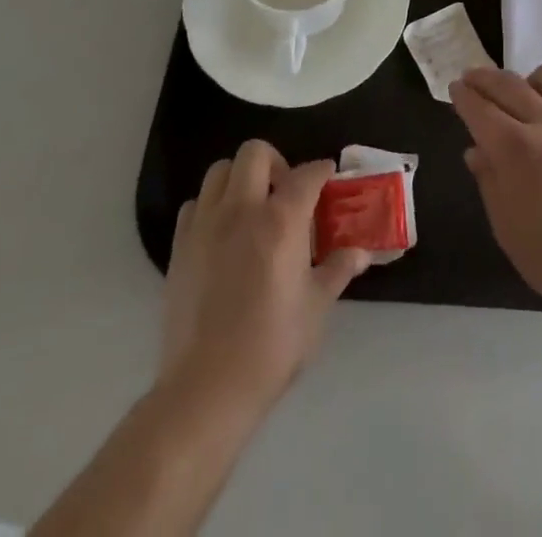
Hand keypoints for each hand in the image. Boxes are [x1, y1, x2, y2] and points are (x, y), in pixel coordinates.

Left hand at [160, 140, 369, 420]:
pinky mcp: (180, 247)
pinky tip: (223, 234)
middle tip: (286, 191)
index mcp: (281, 220)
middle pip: (255, 152)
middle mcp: (242, 209)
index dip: (322, 171)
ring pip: (220, 171)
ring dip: (240, 179)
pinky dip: (211, 207)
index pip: (307, 174)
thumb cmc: (271, 345)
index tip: (329, 178)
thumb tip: (361, 252)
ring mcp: (206, 225)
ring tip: (252, 208)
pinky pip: (195, 205)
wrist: (206, 388)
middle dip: (276, 162)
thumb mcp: (316, 307)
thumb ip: (338, 270)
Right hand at [451, 65, 541, 317]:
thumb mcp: (506, 227)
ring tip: (525, 93)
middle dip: (485, 78)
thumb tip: (477, 151)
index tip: (456, 88)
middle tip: (473, 78)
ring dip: (528, 80)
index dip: (464, 95)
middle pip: (509, 84)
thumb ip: (489, 181)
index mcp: (515, 148)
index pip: (480, 108)